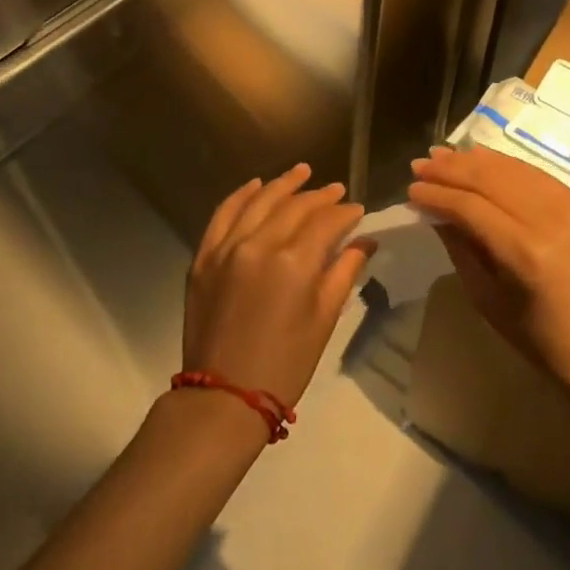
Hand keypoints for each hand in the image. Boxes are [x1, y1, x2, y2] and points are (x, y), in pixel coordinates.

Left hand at [184, 164, 371, 409]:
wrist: (224, 398)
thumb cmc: (285, 364)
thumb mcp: (324, 319)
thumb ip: (344, 272)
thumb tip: (364, 241)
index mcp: (294, 263)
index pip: (326, 222)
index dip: (345, 213)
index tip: (357, 210)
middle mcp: (259, 244)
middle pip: (295, 206)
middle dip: (320, 196)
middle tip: (336, 189)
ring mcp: (227, 247)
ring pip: (260, 201)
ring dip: (283, 184)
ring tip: (303, 171)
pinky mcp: (204, 256)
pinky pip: (224, 214)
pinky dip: (241, 195)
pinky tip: (256, 184)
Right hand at [408, 145, 569, 404]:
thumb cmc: (543, 341)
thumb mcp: (488, 300)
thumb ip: (460, 248)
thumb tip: (434, 211)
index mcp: (526, 254)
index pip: (470, 207)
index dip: (437, 194)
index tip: (411, 189)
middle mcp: (552, 220)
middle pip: (490, 179)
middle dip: (450, 168)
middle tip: (421, 163)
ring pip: (513, 169)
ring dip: (475, 160)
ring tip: (444, 155)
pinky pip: (537, 175)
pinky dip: (506, 166)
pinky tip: (482, 160)